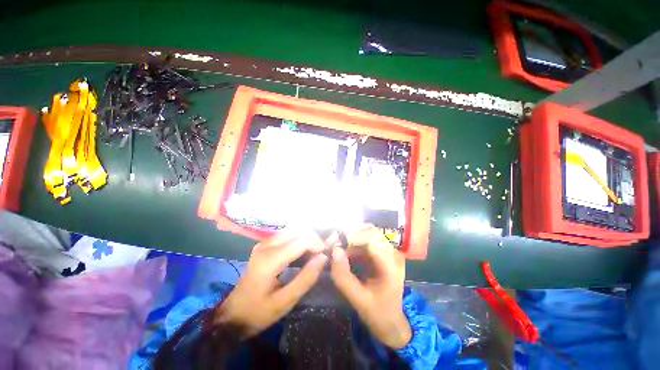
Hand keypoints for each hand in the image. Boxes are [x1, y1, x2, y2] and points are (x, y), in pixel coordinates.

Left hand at [213, 228, 327, 337]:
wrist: (232, 315)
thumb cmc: (258, 312)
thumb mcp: (285, 302)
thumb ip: (306, 278)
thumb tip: (323, 257)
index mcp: (270, 259)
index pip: (302, 240)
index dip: (317, 244)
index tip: (325, 256)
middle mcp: (267, 245)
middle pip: (298, 229)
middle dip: (313, 238)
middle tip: (320, 254)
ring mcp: (264, 243)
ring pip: (293, 229)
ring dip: (306, 237)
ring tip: (313, 252)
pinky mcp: (264, 245)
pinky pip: (286, 234)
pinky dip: (298, 238)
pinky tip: (302, 251)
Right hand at [329, 224, 411, 348]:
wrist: (392, 321)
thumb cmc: (378, 313)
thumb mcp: (359, 300)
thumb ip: (344, 277)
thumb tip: (333, 251)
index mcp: (391, 264)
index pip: (371, 239)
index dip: (350, 237)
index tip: (332, 246)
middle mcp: (392, 251)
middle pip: (369, 230)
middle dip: (348, 234)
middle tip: (331, 243)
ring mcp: (387, 250)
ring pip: (366, 231)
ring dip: (349, 236)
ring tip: (334, 246)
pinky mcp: (380, 251)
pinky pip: (364, 239)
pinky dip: (351, 241)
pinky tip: (342, 250)